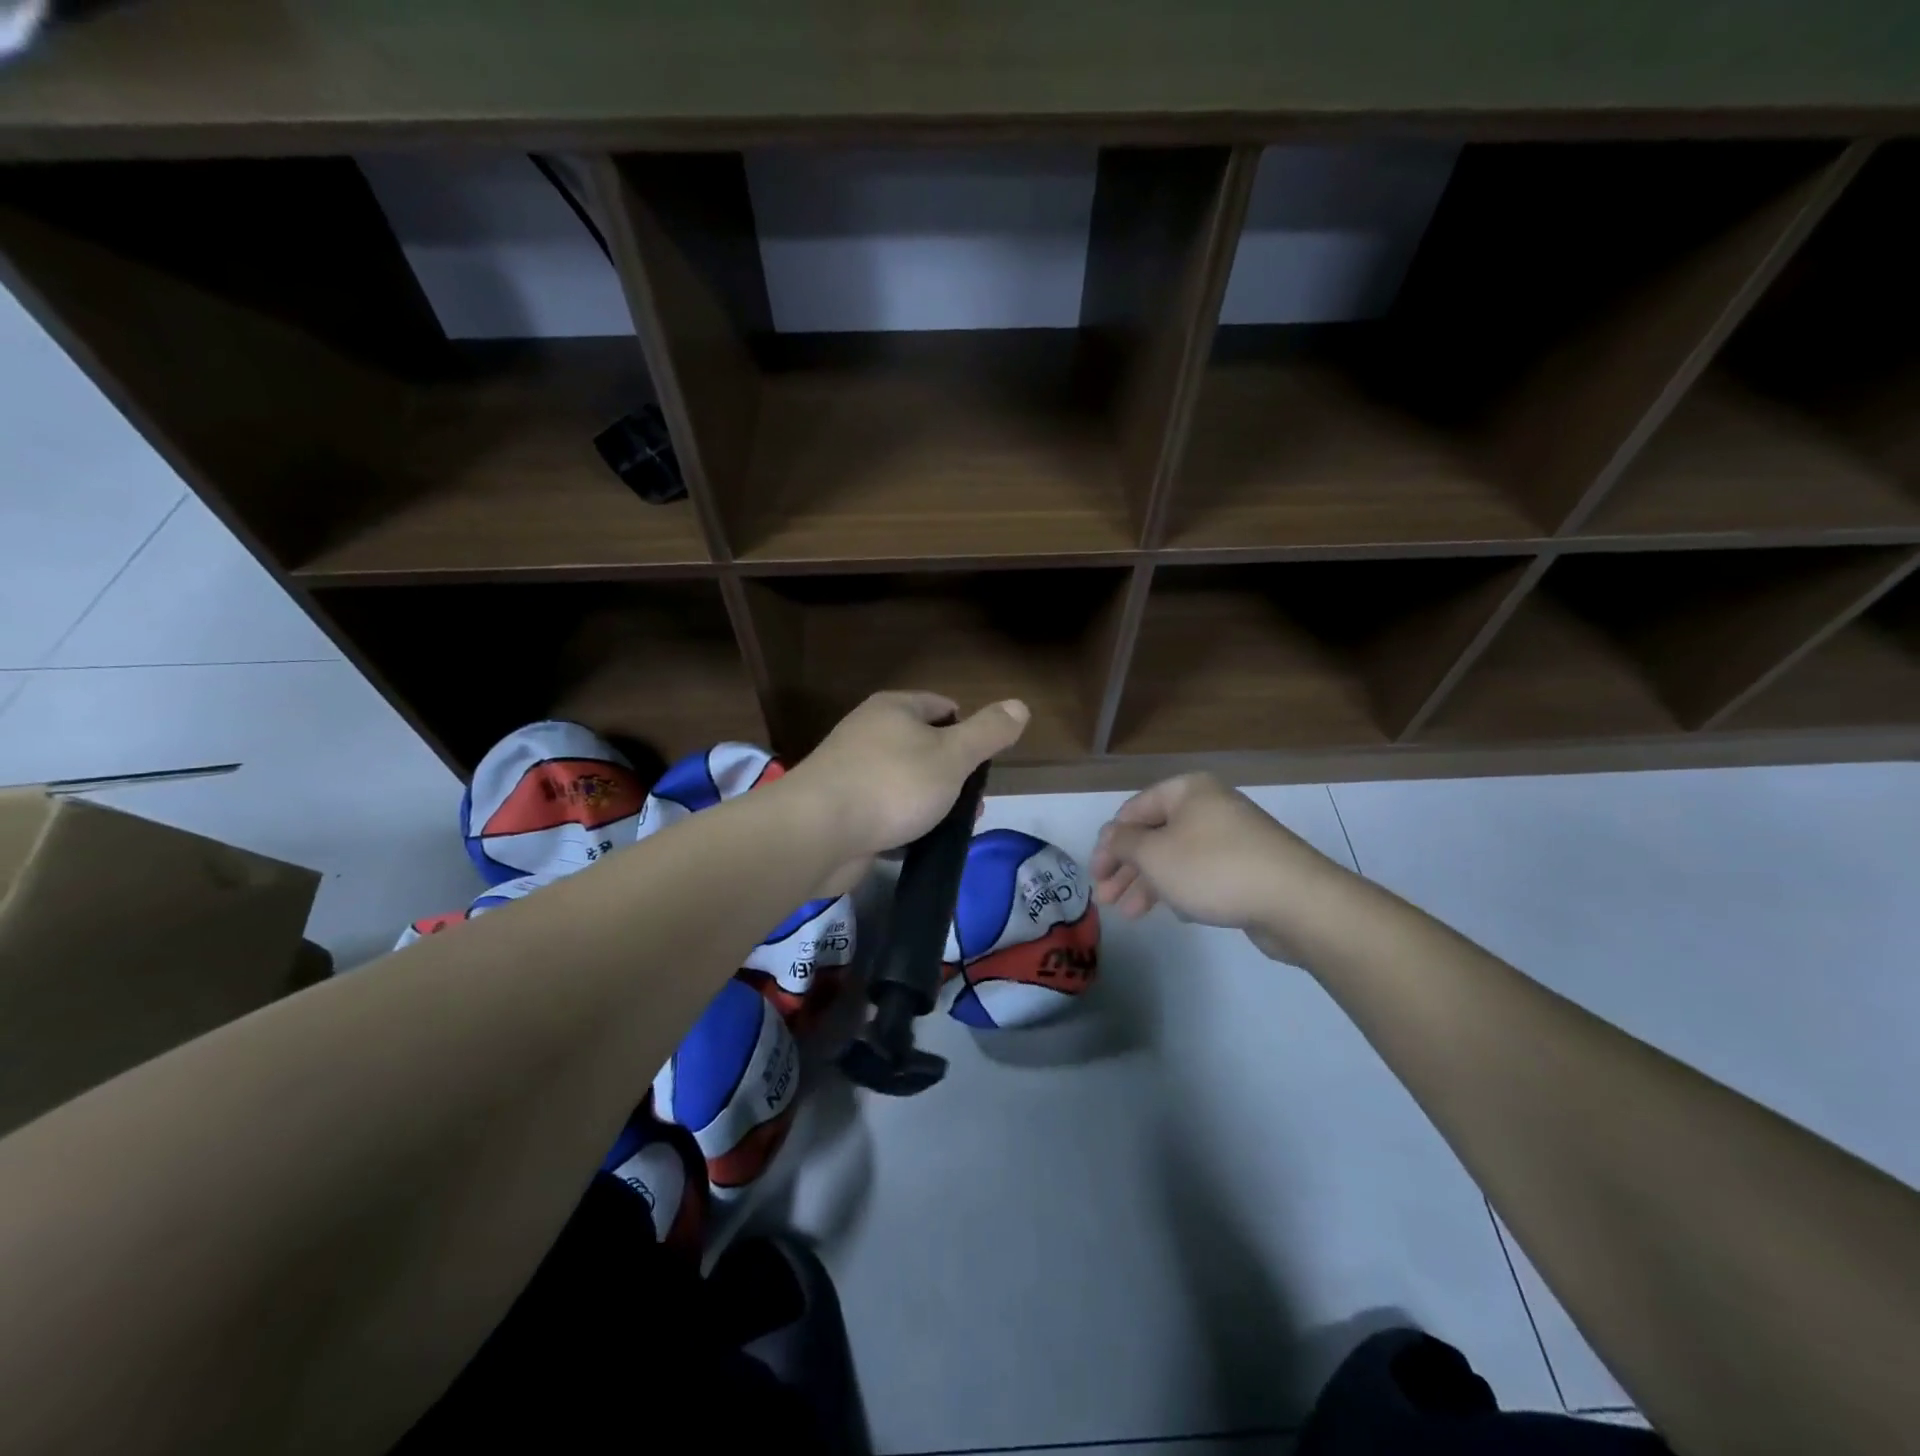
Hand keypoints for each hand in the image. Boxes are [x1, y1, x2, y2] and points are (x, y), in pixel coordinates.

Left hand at [785, 692, 1028, 891]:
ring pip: (908, 784)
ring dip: (932, 805)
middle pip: (926, 747)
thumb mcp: (952, 755)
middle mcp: (870, 732)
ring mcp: (853, 772)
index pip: (944, 707)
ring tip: (952, 830)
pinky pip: (885, 812)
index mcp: (894, 709)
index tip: (984, 766)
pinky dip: (904, 826)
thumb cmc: (892, 785)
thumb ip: (988, 732)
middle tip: (972, 806)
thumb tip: (1020, 705)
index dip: (969, 732)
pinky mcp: (843, 809)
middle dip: (954, 776)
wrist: (816, 833)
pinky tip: (918, 845)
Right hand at [1090, 773, 1346, 962]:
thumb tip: (1110, 835)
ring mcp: (1232, 837)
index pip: (1133, 810)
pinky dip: (1182, 889)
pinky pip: (1203, 873)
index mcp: (1187, 791)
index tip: (1095, 874)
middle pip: (1155, 835)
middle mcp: (1210, 807)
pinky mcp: (1249, 867)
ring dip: (1149, 884)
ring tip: (1130, 915)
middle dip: (1127, 869)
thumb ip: (1124, 844)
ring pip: (1177, 857)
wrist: (1295, 901)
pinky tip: (1176, 914)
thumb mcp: (1154, 854)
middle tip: (1105, 900)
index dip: (1109, 842)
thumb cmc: (1213, 868)